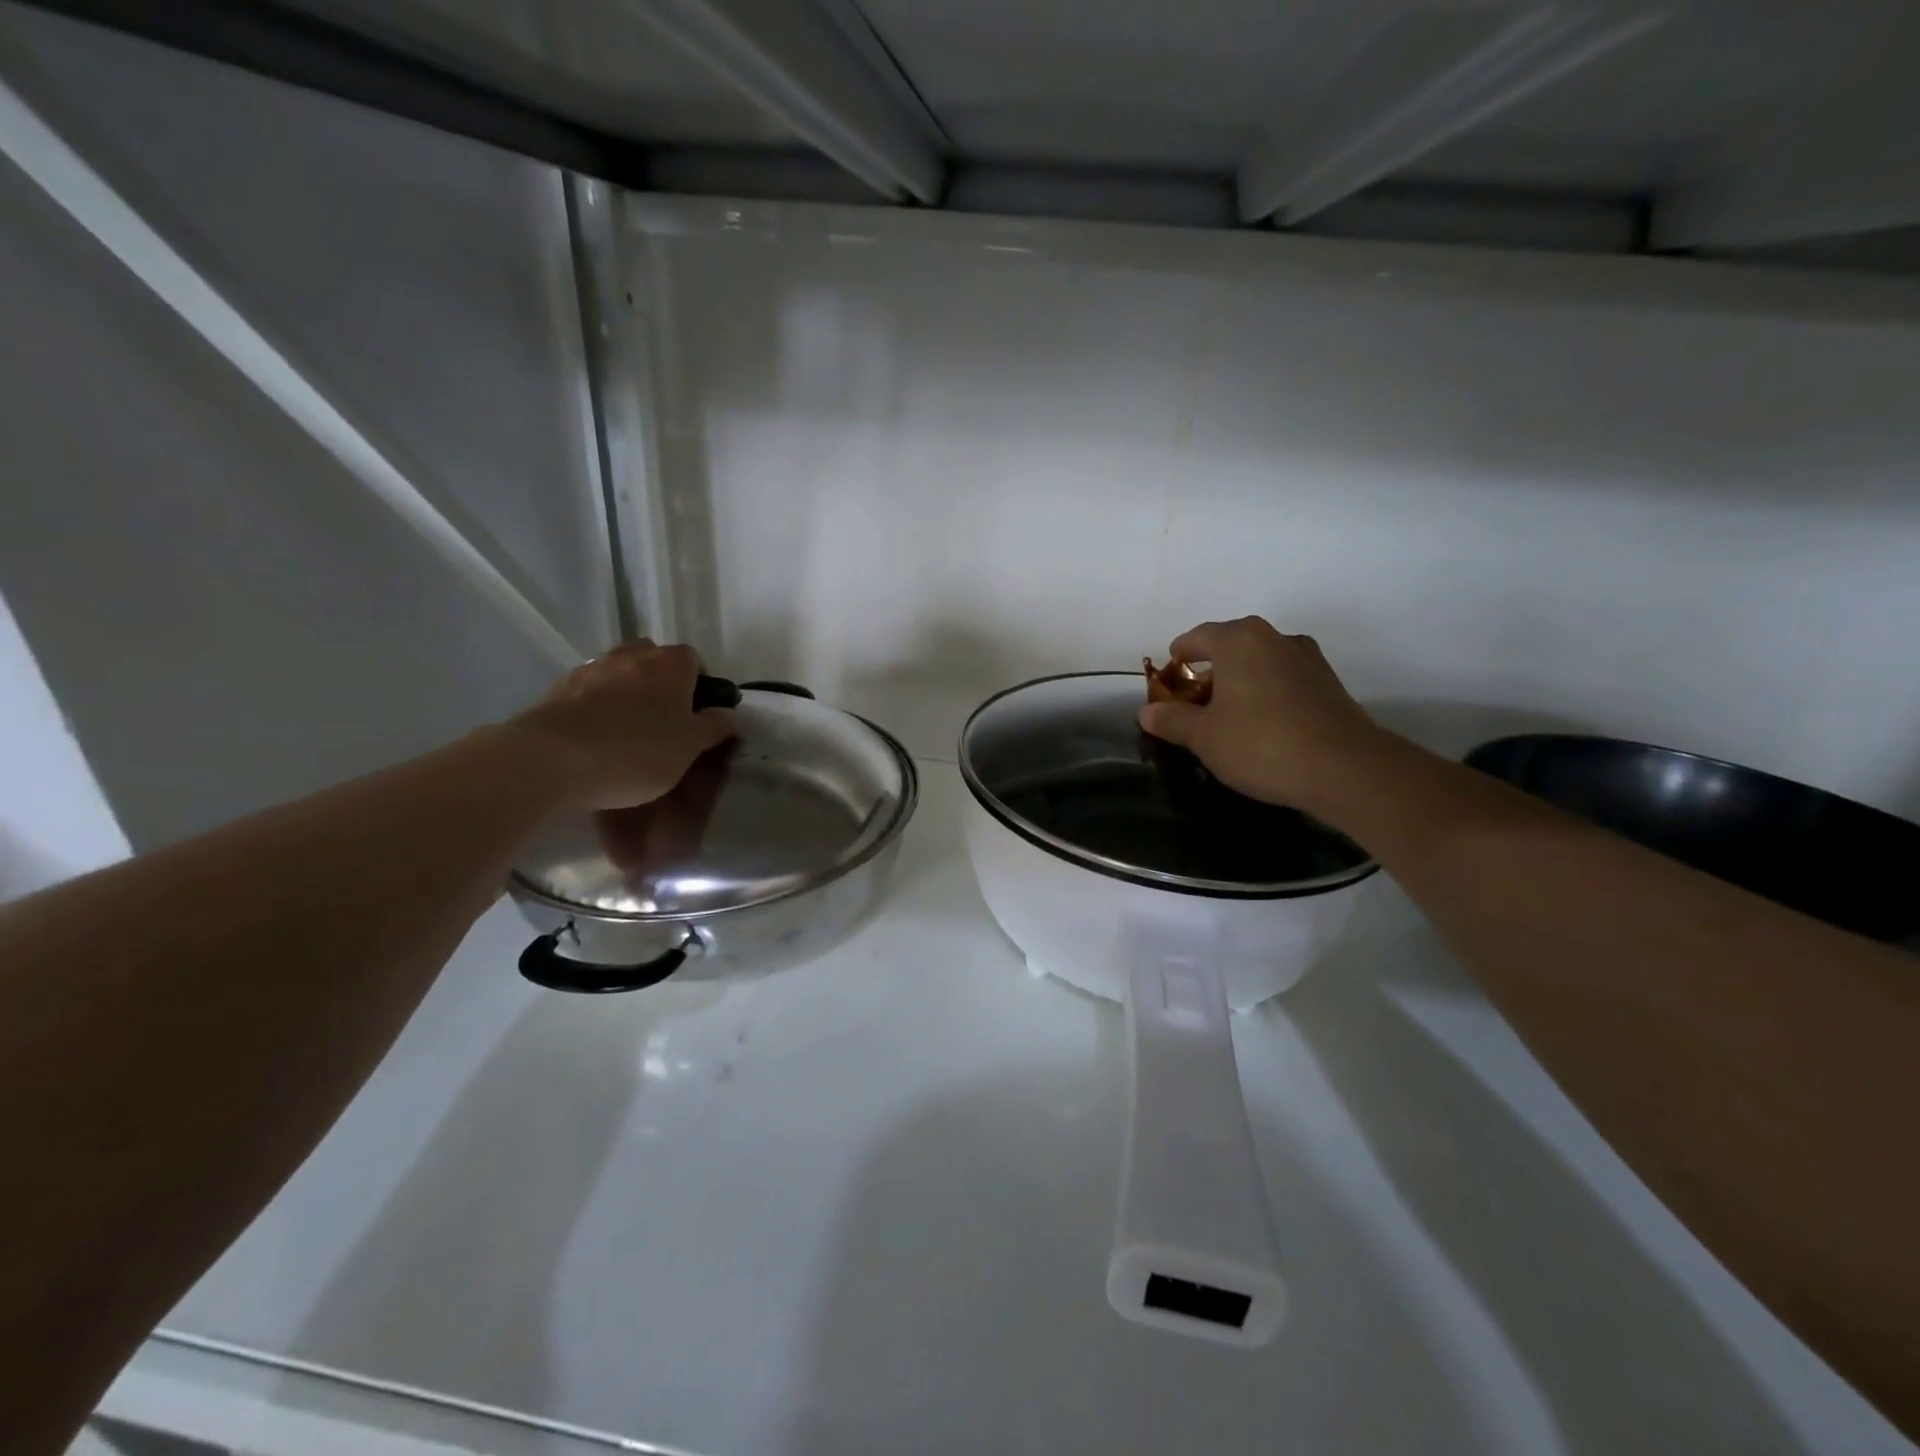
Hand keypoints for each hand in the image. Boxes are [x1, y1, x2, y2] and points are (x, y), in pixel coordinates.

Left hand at [510, 641, 735, 809]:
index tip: (698, 711)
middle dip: (661, 681)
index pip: (694, 658)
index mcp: (670, 664)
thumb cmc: (637, 751)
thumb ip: (713, 728)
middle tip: (664, 718)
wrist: (553, 760)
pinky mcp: (558, 689)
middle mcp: (631, 656)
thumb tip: (729, 715)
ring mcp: (591, 669)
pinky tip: (596, 736)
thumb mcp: (689, 748)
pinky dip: (597, 706)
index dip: (699, 682)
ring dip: (627, 691)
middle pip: (653, 658)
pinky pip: (589, 691)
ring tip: (627, 728)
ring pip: (619, 672)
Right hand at [1138, 617, 1385, 813]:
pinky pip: (1284, 679)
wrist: (1345, 769)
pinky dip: (1266, 692)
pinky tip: (1262, 724)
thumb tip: (1148, 712)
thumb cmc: (1261, 744)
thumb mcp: (1204, 737)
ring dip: (1240, 680)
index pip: (1197, 637)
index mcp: (1239, 640)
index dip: (1178, 656)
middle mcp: (1274, 638)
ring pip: (1260, 661)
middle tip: (1194, 700)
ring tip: (1227, 715)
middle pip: (1231, 645)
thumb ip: (1172, 720)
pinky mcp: (1329, 683)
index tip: (1168, 677)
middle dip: (1209, 669)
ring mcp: (1307, 658)